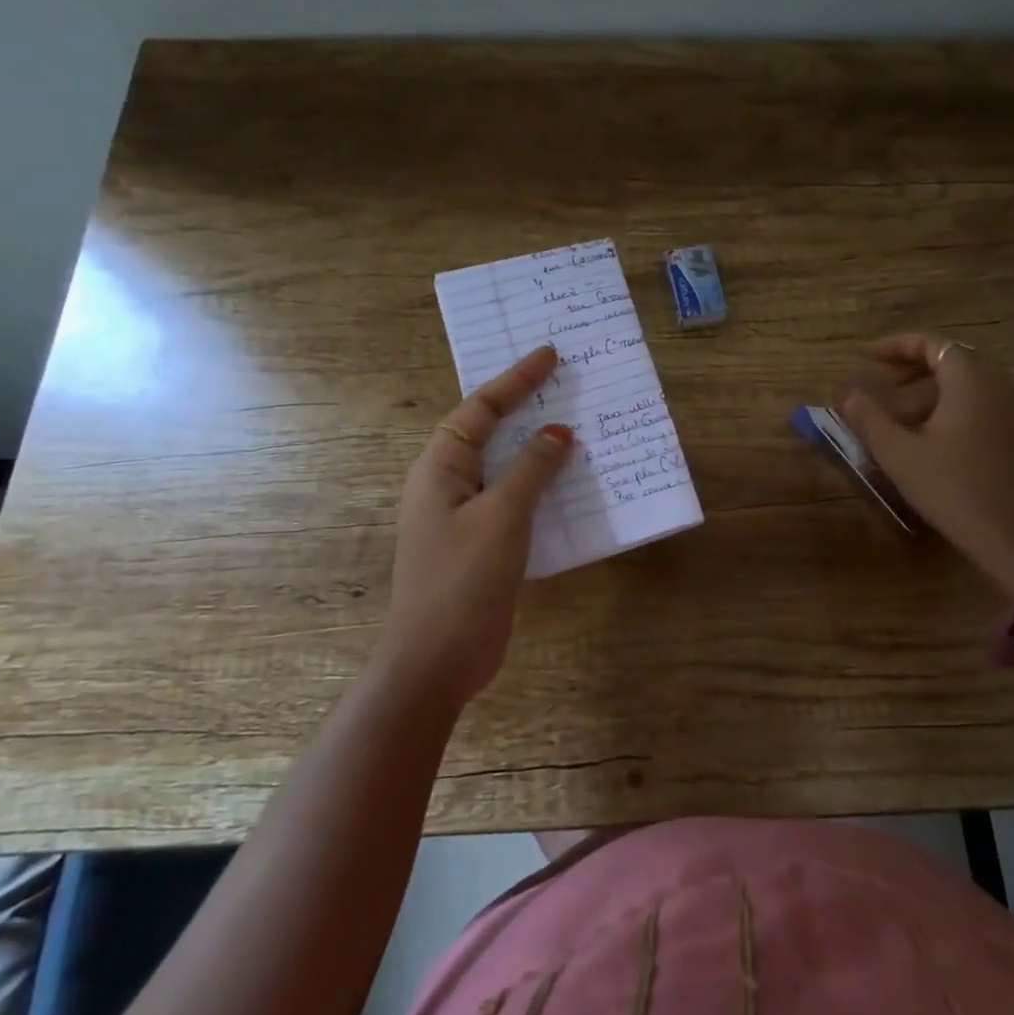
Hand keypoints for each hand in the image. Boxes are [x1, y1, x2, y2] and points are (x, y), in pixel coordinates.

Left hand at [380, 345, 572, 703]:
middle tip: (565, 385)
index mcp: (440, 467)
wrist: (437, 660)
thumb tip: (558, 433)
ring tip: (576, 428)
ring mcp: (464, 517)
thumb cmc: (463, 578)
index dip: (516, 379)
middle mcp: (447, 484)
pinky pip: (515, 502)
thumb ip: (531, 469)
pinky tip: (571, 488)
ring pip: (505, 468)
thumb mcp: (502, 516)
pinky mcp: (482, 545)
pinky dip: (541, 488)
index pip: (480, 408)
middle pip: (490, 433)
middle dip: (525, 407)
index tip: (550, 355)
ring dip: (538, 450)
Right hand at [838, 333, 1013, 594]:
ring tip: (901, 415)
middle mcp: (1000, 385)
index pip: (932, 343)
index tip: (866, 356)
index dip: (896, 345)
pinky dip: (954, 407)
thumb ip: (869, 417)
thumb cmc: (952, 489)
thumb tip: (847, 394)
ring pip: (969, 385)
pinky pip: (984, 405)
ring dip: (932, 391)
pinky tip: (933, 438)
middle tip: (881, 384)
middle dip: (913, 368)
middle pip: (953, 360)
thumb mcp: (899, 454)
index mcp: (971, 380)